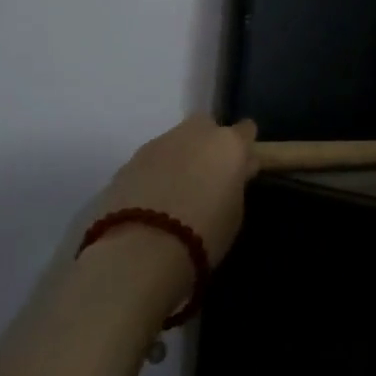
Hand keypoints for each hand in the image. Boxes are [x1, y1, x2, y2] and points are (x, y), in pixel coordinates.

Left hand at [97, 114, 258, 265]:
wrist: (141, 248)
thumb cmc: (203, 233)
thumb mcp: (234, 212)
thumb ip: (236, 183)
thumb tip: (236, 171)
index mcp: (228, 144)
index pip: (246, 130)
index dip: (244, 146)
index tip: (241, 165)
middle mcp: (195, 133)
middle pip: (206, 127)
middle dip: (207, 144)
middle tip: (206, 176)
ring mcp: (159, 143)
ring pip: (175, 142)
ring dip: (179, 159)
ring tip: (174, 193)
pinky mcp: (130, 160)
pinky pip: (151, 161)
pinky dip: (154, 173)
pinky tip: (151, 200)